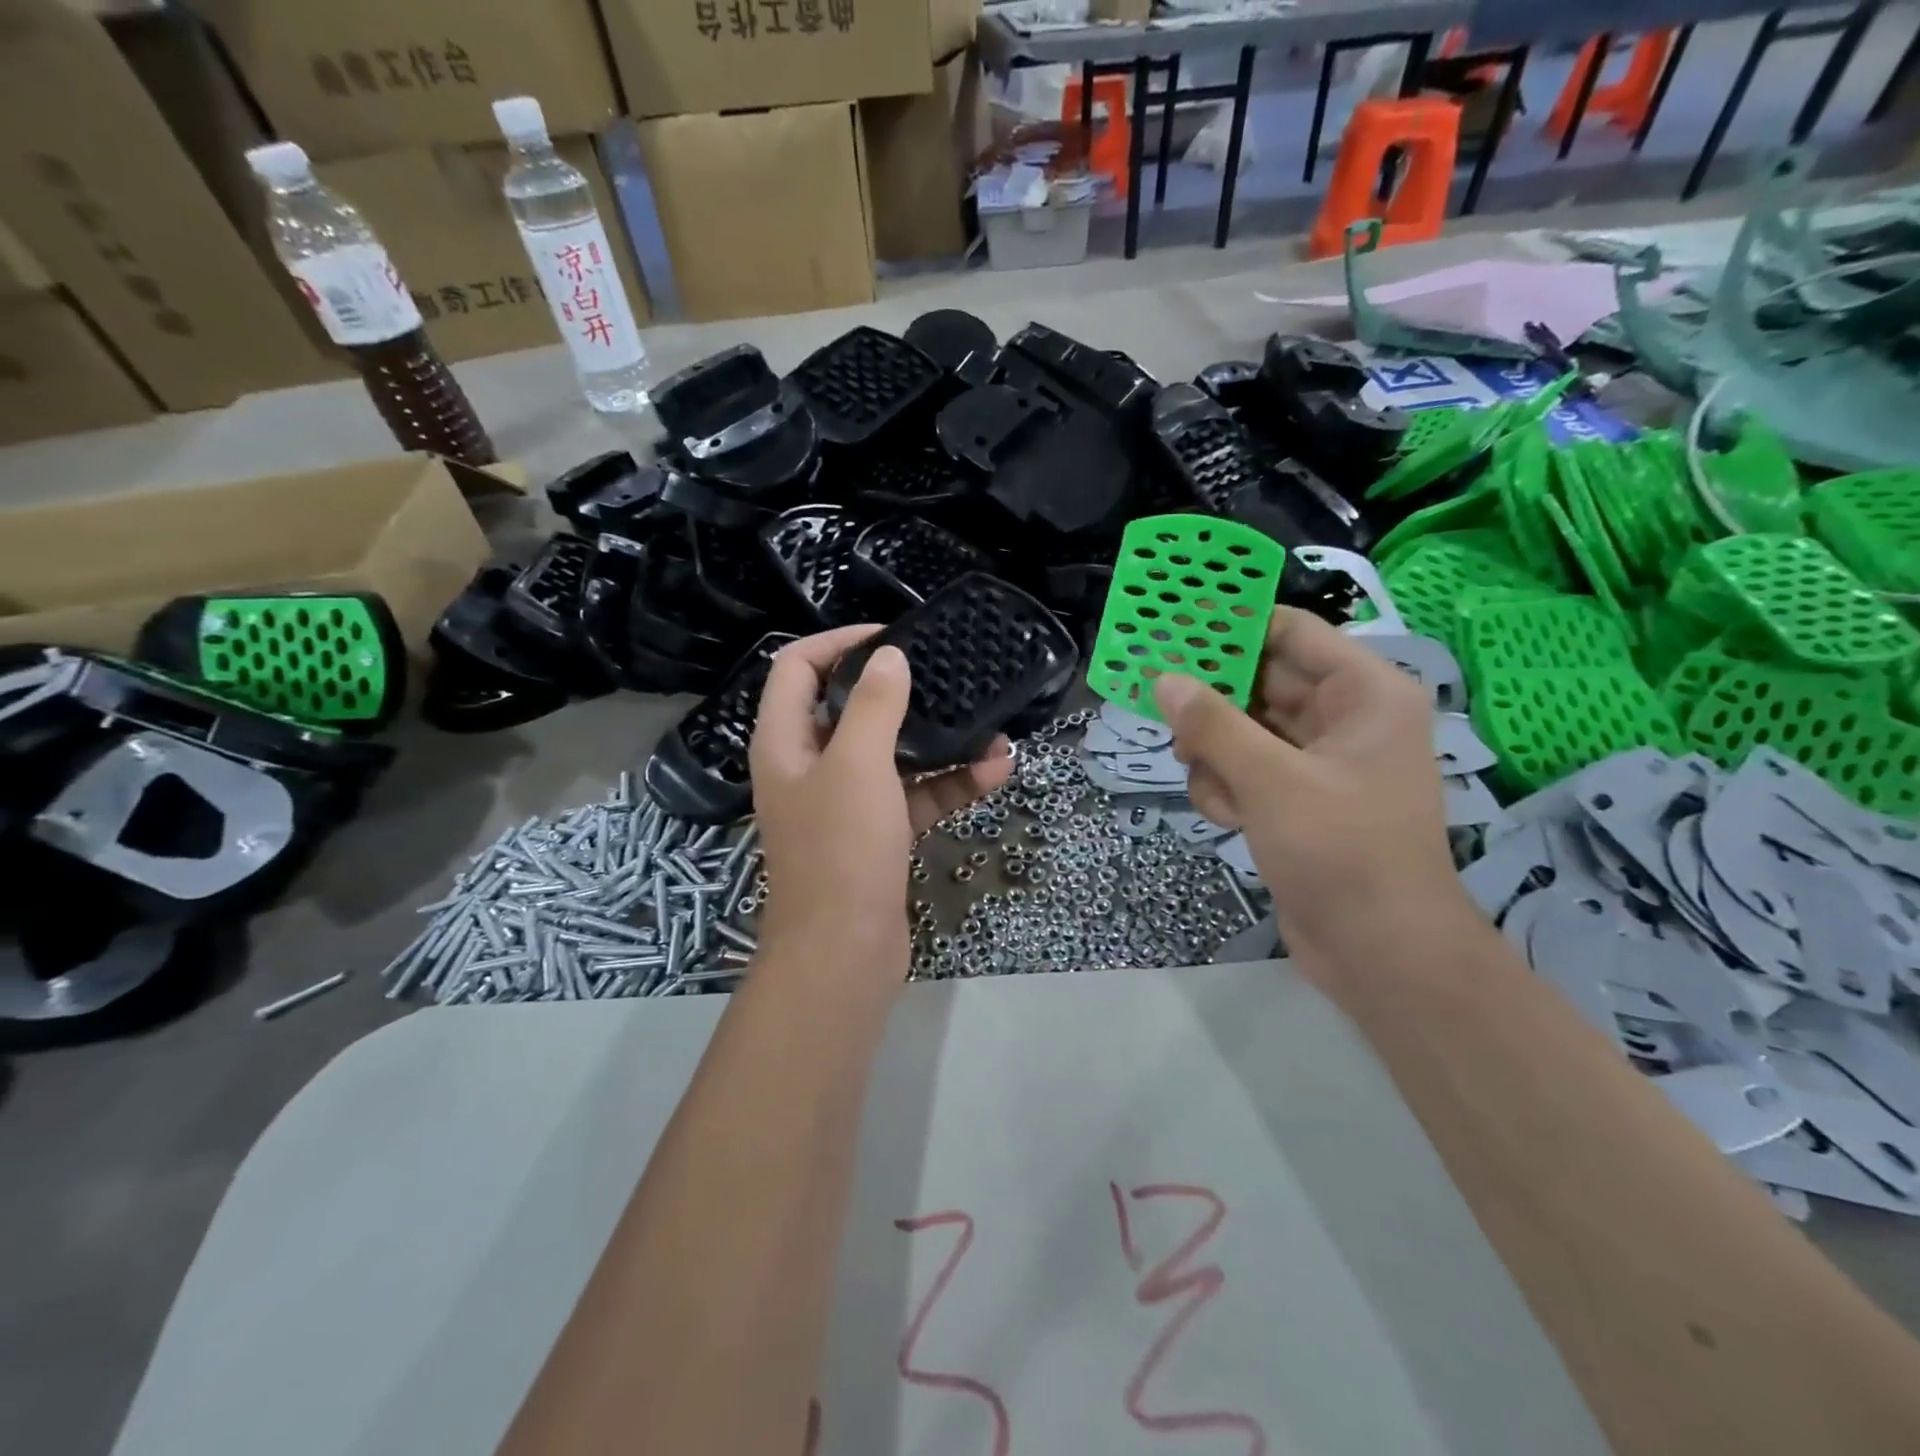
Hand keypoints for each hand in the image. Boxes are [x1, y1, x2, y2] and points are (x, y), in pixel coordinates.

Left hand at [750, 626, 1012, 975]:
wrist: (845, 953)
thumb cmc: (840, 849)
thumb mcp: (858, 765)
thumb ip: (874, 704)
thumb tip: (888, 656)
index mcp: (784, 742)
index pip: (797, 668)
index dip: (837, 643)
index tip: (889, 638)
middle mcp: (809, 767)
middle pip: (848, 709)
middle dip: (898, 691)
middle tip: (944, 674)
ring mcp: (844, 804)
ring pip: (890, 755)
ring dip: (937, 741)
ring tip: (990, 727)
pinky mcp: (876, 835)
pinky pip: (913, 795)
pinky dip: (948, 783)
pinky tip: (996, 772)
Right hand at [1151, 608, 1463, 973]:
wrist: (1381, 952)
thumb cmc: (1341, 852)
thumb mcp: (1270, 781)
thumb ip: (1213, 725)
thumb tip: (1164, 680)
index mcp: (1363, 694)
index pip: (1289, 632)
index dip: (1231, 624)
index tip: (1173, 625)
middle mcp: (1345, 718)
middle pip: (1260, 682)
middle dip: (1213, 702)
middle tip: (1160, 701)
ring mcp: (1322, 761)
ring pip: (1245, 729)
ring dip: (1216, 753)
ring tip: (1211, 783)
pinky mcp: (1301, 798)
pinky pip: (1248, 769)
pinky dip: (1229, 786)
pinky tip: (1229, 817)